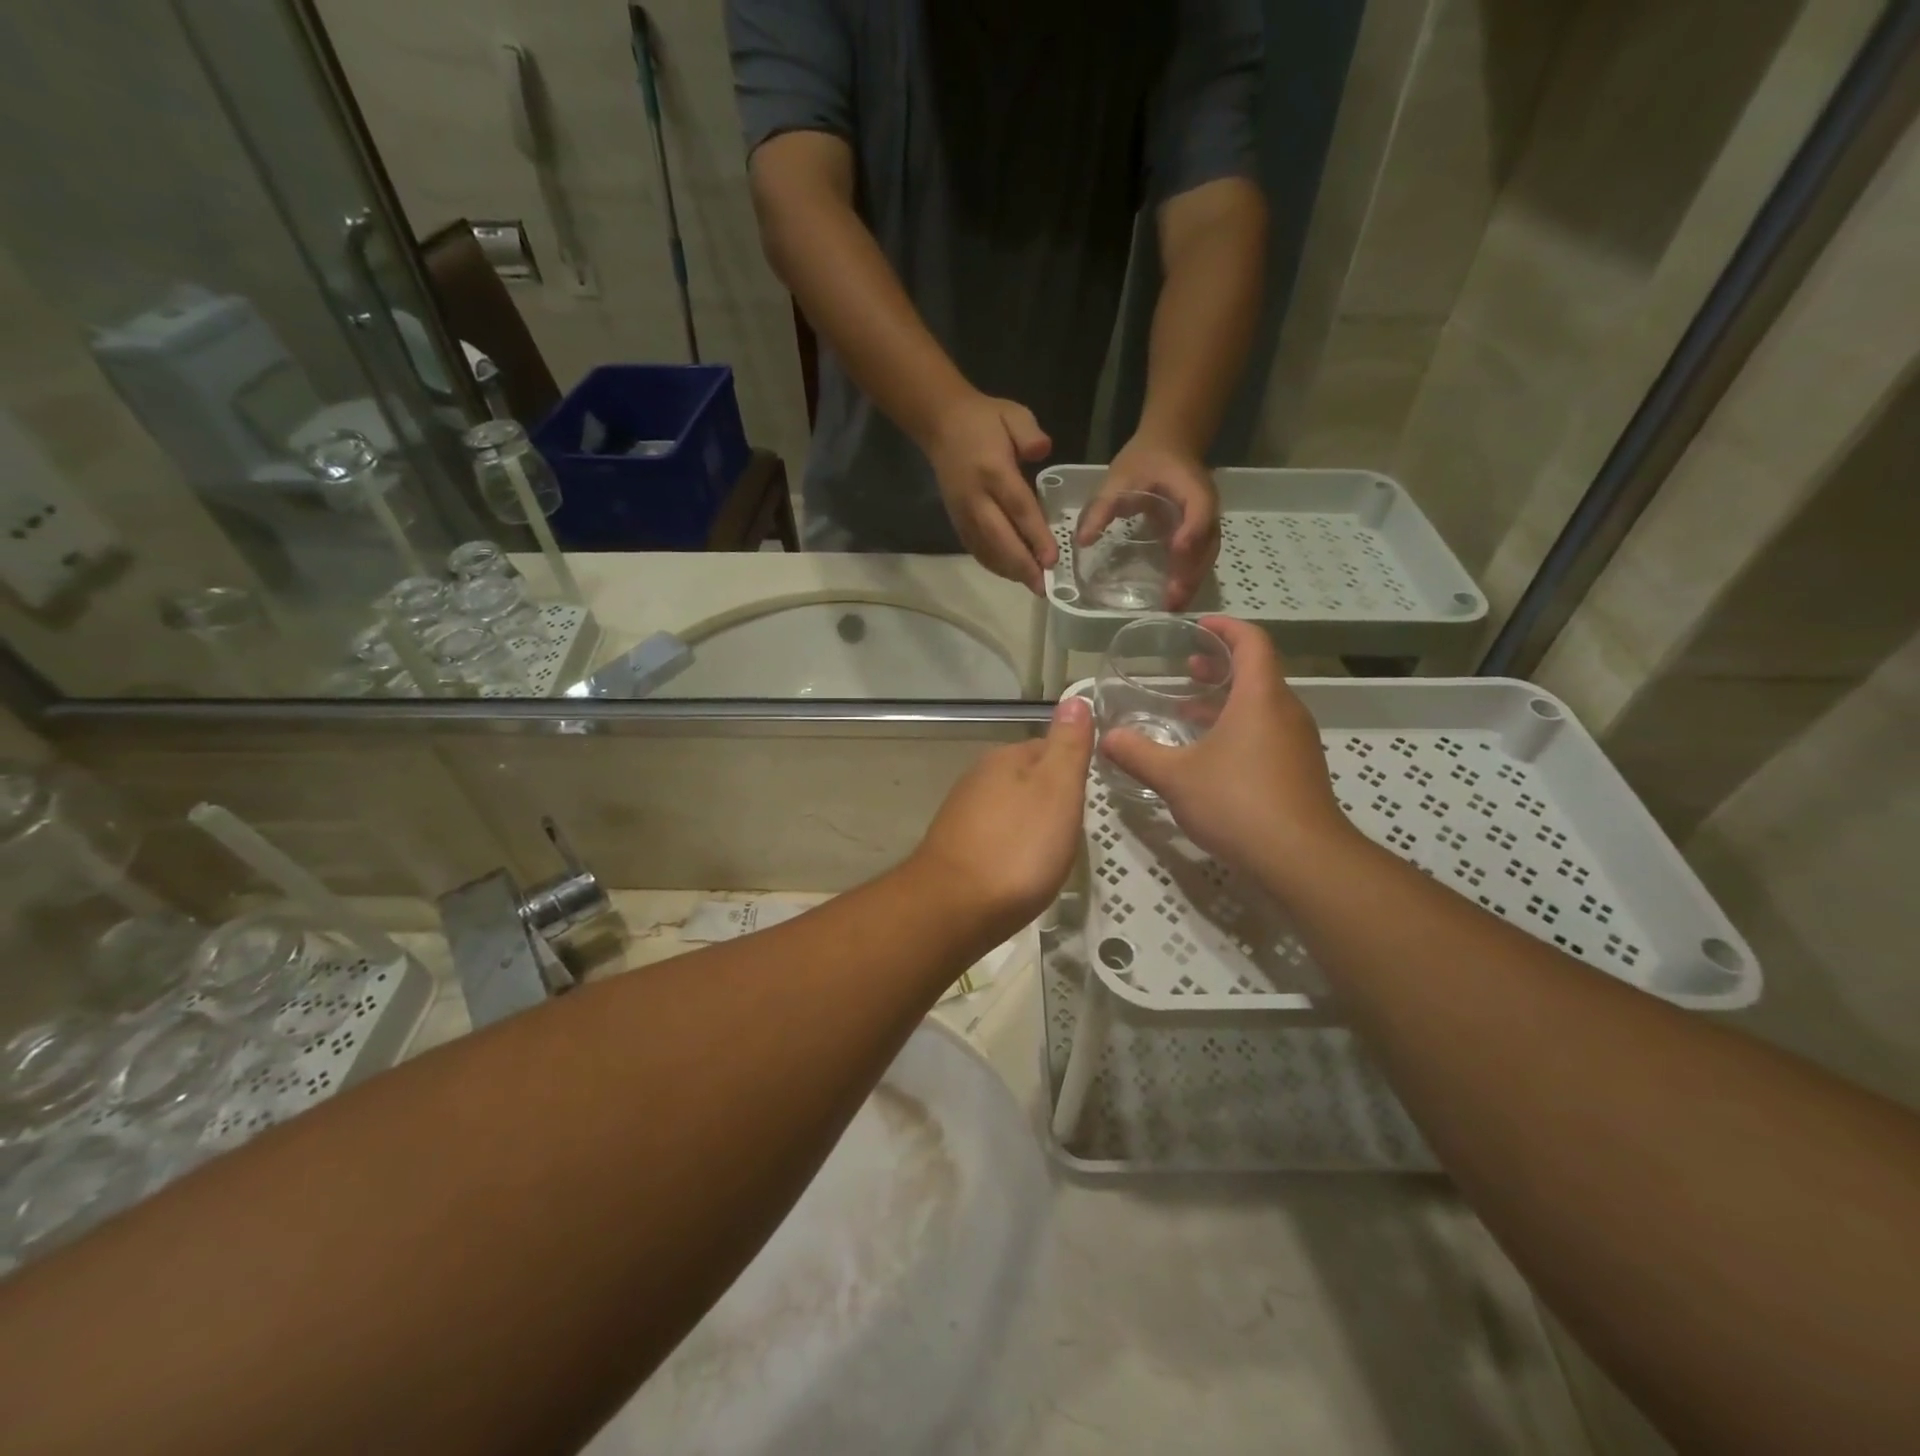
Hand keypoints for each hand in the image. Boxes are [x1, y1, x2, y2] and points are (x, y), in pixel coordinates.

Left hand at [911, 696, 1093, 936]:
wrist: (954, 908)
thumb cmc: (1017, 848)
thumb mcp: (1057, 790)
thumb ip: (1068, 745)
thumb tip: (1075, 697)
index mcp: (1005, 759)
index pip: (1049, 747)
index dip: (1073, 769)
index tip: (1090, 795)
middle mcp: (978, 778)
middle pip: (1027, 779)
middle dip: (1051, 798)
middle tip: (1076, 828)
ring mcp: (962, 814)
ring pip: (1010, 808)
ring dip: (1031, 824)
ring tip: (1052, 852)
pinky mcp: (955, 848)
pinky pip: (995, 837)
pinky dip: (1012, 848)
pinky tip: (1021, 869)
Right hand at [926, 394, 1057, 591]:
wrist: (941, 424)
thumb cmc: (984, 420)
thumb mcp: (1012, 413)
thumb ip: (1030, 433)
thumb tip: (1043, 451)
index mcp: (993, 470)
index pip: (1018, 508)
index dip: (1035, 536)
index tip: (1052, 559)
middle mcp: (976, 497)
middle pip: (1000, 538)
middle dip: (1022, 565)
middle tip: (1043, 587)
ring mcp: (963, 512)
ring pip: (986, 549)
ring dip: (1009, 570)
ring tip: (1032, 585)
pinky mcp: (956, 520)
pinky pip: (975, 548)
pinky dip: (993, 564)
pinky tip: (1011, 573)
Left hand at [1077, 436, 1219, 608]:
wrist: (1169, 446)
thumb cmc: (1144, 460)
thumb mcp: (1119, 478)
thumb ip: (1102, 507)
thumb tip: (1082, 541)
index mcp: (1192, 487)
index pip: (1198, 511)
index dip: (1190, 531)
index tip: (1176, 550)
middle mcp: (1206, 507)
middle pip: (1206, 543)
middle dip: (1191, 572)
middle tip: (1173, 600)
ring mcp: (1206, 522)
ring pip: (1206, 555)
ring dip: (1192, 581)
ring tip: (1174, 607)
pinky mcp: (1199, 534)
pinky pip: (1199, 558)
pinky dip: (1189, 577)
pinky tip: (1174, 597)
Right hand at [1100, 617, 1356, 880]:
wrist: (1302, 860)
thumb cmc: (1238, 803)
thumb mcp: (1176, 778)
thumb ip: (1138, 754)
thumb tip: (1105, 739)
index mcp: (1260, 698)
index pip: (1252, 642)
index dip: (1226, 627)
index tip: (1199, 626)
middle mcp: (1285, 711)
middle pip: (1258, 672)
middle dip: (1221, 665)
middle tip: (1186, 668)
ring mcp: (1297, 742)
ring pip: (1262, 705)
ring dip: (1227, 700)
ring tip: (1189, 710)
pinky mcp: (1299, 770)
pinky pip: (1268, 732)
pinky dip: (1239, 727)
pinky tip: (1210, 755)